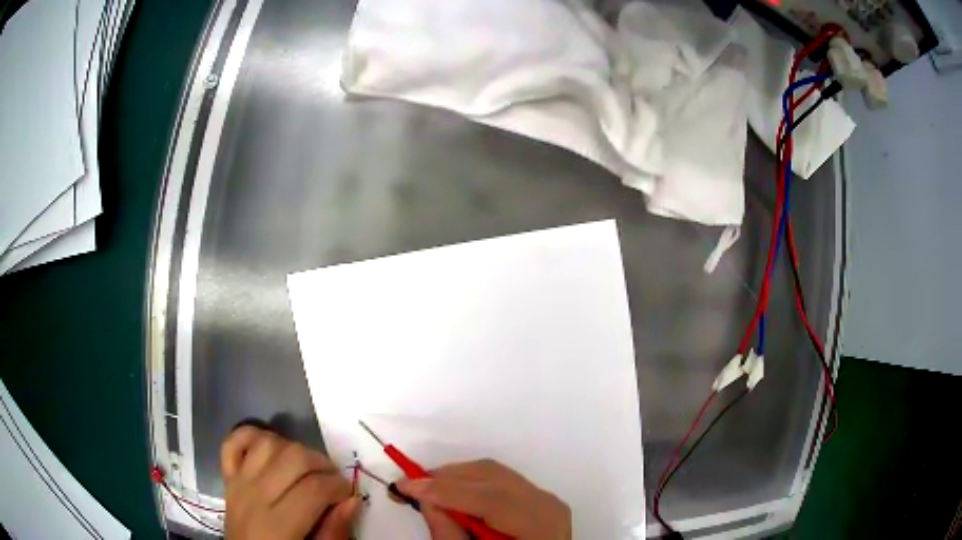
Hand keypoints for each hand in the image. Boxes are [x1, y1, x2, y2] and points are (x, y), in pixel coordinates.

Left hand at [221, 426, 360, 539]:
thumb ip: (334, 533)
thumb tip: (352, 500)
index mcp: (277, 527)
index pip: (314, 489)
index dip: (340, 487)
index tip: (348, 495)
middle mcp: (253, 498)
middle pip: (293, 458)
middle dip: (323, 465)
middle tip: (333, 482)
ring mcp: (237, 483)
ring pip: (268, 443)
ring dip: (293, 449)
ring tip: (306, 469)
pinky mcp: (228, 476)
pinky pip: (235, 441)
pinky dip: (254, 436)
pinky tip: (274, 452)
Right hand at [395, 459, 570, 539]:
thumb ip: (449, 533)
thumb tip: (425, 499)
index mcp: (540, 525)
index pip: (491, 499)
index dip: (445, 490)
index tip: (405, 486)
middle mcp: (546, 504)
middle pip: (492, 476)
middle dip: (446, 478)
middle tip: (410, 486)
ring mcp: (543, 498)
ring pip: (493, 473)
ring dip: (456, 478)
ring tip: (426, 491)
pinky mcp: (534, 498)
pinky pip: (499, 479)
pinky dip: (470, 483)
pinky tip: (451, 495)